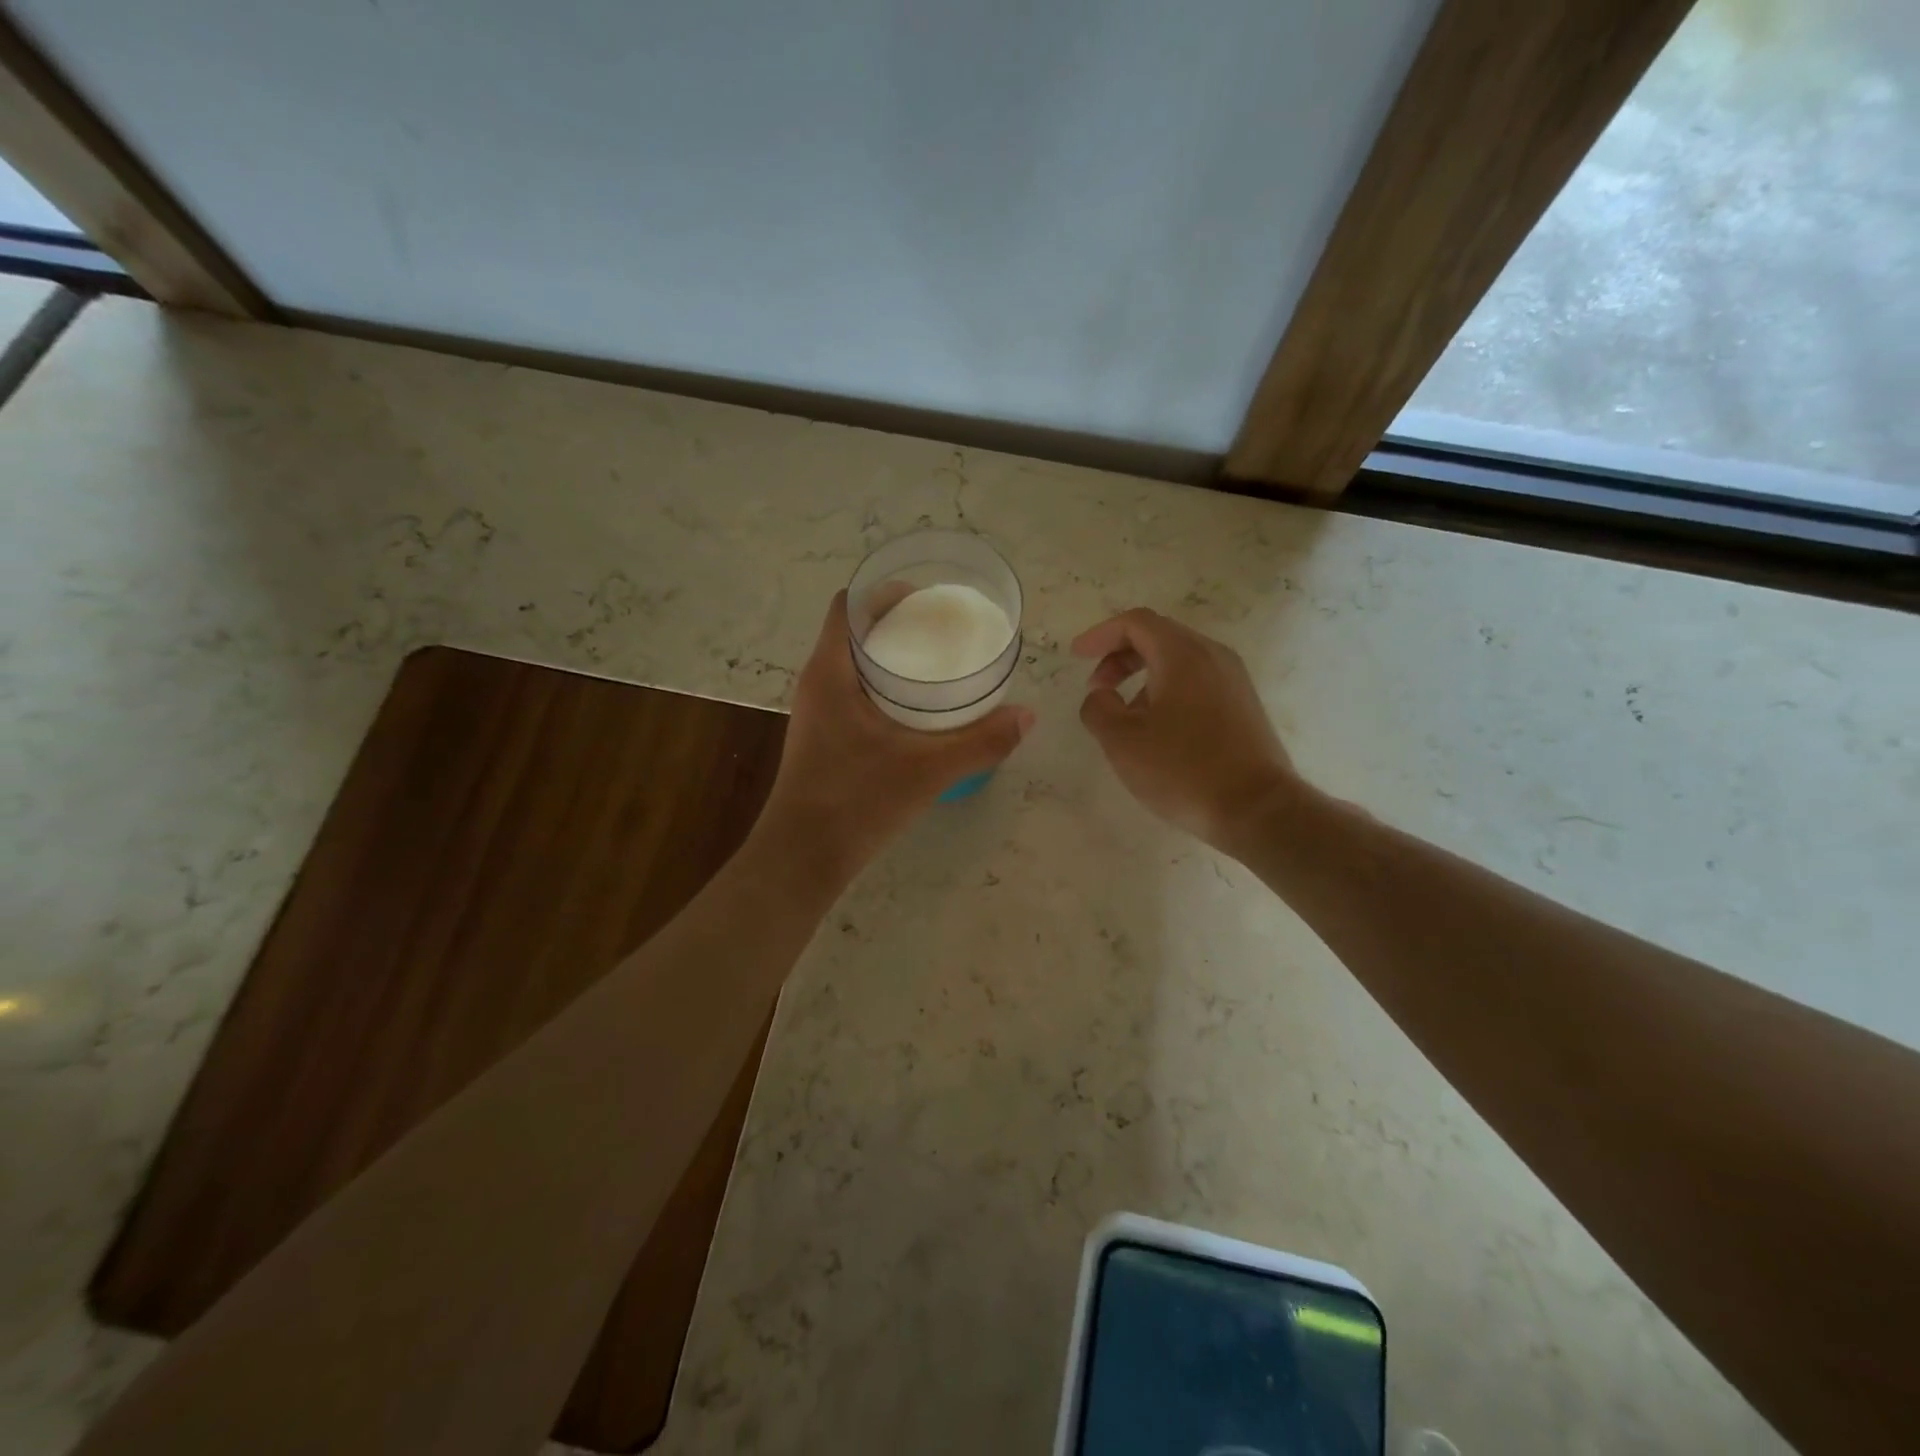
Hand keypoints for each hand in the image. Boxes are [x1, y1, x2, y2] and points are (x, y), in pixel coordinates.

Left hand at [757, 592, 1033, 881]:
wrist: (803, 856)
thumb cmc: (857, 801)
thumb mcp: (928, 769)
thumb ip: (981, 742)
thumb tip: (1028, 716)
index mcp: (830, 671)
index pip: (848, 604)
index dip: (885, 592)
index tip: (929, 599)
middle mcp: (817, 682)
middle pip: (854, 630)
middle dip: (898, 622)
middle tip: (945, 630)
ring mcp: (817, 711)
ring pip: (853, 663)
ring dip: (891, 656)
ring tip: (938, 663)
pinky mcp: (823, 736)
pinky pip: (853, 691)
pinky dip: (884, 686)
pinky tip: (918, 709)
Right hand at [1074, 608, 1298, 853]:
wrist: (1257, 809)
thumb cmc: (1183, 769)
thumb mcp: (1122, 741)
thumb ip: (1098, 708)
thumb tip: (1100, 697)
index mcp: (1183, 654)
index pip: (1136, 623)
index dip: (1100, 634)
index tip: (1077, 656)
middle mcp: (1213, 656)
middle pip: (1159, 637)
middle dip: (1120, 656)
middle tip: (1098, 687)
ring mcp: (1234, 680)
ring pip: (1179, 661)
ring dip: (1143, 676)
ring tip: (1124, 716)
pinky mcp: (1243, 706)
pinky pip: (1197, 682)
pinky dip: (1167, 691)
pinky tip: (1157, 730)